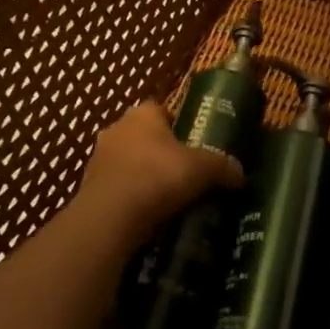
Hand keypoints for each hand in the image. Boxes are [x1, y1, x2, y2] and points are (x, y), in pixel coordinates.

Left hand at [71, 102, 240, 250]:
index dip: (178, 124)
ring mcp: (98, 160)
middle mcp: (116, 130)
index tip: (194, 143)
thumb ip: (223, 167)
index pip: (160, 109)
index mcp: (142, 115)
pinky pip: (117, 189)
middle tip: (185, 172)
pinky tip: (148, 216)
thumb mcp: (202, 169)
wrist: (110, 218)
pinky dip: (130, 199)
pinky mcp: (88, 190)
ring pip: (128, 163)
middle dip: (161, 152)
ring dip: (143, 176)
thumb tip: (240, 174)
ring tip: (168, 198)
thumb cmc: (157, 177)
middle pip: (143, 136)